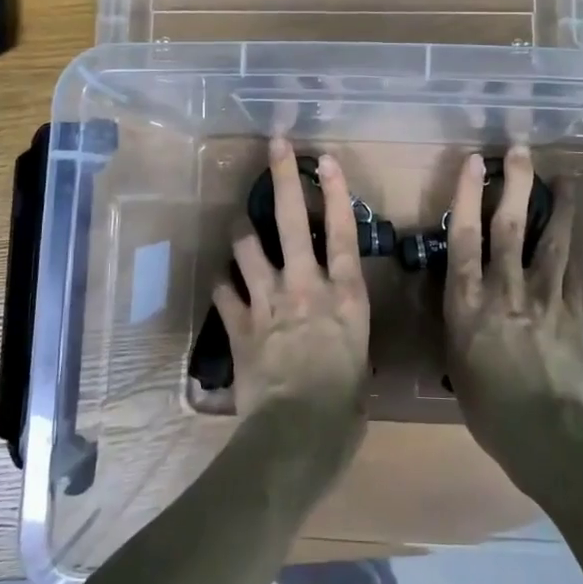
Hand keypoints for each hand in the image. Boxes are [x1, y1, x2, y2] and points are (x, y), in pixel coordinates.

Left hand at [211, 140, 370, 450]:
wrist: (296, 436)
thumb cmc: (344, 409)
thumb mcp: (360, 365)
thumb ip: (347, 337)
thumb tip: (340, 338)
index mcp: (345, 296)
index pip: (344, 233)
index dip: (334, 192)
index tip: (324, 159)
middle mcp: (306, 286)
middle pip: (293, 221)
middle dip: (282, 178)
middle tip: (275, 146)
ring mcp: (268, 302)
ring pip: (247, 247)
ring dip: (243, 232)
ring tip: (241, 224)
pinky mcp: (238, 325)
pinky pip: (224, 291)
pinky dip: (223, 283)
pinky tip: (222, 281)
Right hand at [441, 147, 582, 482]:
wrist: (546, 434)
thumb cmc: (488, 407)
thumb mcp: (456, 359)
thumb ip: (459, 320)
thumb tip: (462, 298)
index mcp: (468, 301)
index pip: (464, 236)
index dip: (467, 195)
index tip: (473, 162)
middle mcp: (505, 288)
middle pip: (509, 225)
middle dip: (515, 183)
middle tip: (522, 150)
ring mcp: (544, 296)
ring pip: (550, 240)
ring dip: (558, 206)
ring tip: (566, 179)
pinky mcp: (574, 311)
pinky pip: (573, 270)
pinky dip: (573, 248)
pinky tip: (576, 233)